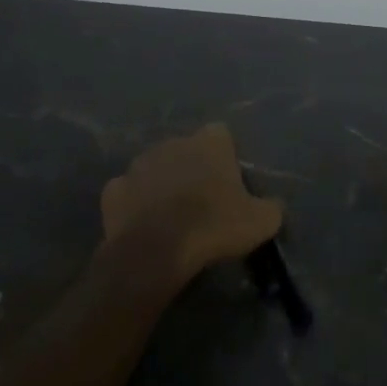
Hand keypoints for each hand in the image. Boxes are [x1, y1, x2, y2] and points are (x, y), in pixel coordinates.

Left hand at [101, 124, 282, 287]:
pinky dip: (135, 204)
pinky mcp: (113, 189)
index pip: (221, 134)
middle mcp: (171, 143)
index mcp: (208, 143)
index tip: (229, 181)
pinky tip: (143, 225)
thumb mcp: (261, 222)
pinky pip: (128, 192)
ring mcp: (138, 164)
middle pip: (185, 149)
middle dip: (192, 168)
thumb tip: (273, 206)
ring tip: (170, 215)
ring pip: (154, 168)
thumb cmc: (213, 227)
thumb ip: (270, 207)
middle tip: (201, 201)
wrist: (155, 250)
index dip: (225, 156)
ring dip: (162, 184)